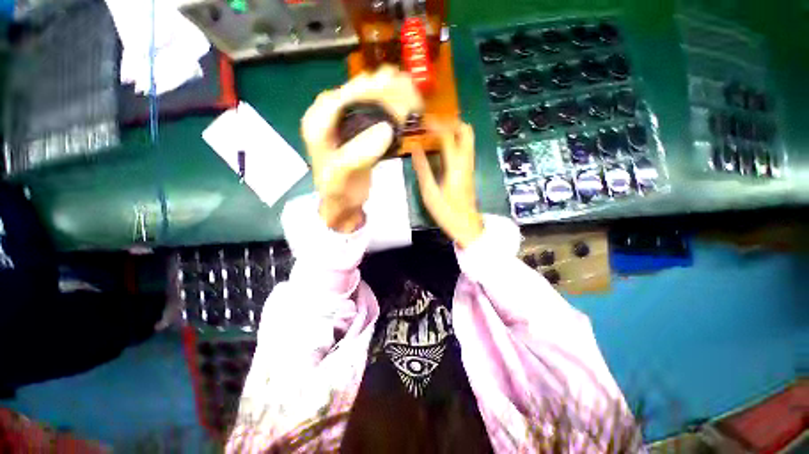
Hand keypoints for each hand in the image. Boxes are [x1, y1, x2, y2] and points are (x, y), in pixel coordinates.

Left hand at [302, 66, 422, 232]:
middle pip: (358, 93)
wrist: (342, 203)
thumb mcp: (340, 176)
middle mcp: (330, 116)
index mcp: (317, 122)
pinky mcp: (359, 132)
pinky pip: (376, 115)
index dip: (369, 88)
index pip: (344, 95)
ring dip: (390, 95)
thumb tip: (386, 129)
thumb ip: (357, 154)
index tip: (394, 84)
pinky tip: (404, 107)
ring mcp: (346, 123)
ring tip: (411, 91)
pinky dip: (391, 110)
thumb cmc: (337, 191)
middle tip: (409, 85)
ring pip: (369, 101)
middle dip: (383, 88)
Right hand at [411, 123, 483, 247]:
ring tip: (435, 130)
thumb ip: (422, 169)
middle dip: (449, 121)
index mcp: (455, 166)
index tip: (421, 120)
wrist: (466, 225)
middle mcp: (466, 161)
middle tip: (432, 123)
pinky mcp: (469, 170)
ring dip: (453, 128)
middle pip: (465, 130)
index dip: (435, 124)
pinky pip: (465, 146)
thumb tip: (415, 148)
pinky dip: (455, 138)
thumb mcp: (429, 193)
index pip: (448, 135)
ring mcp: (470, 165)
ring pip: (468, 137)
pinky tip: (442, 145)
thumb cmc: (446, 211)